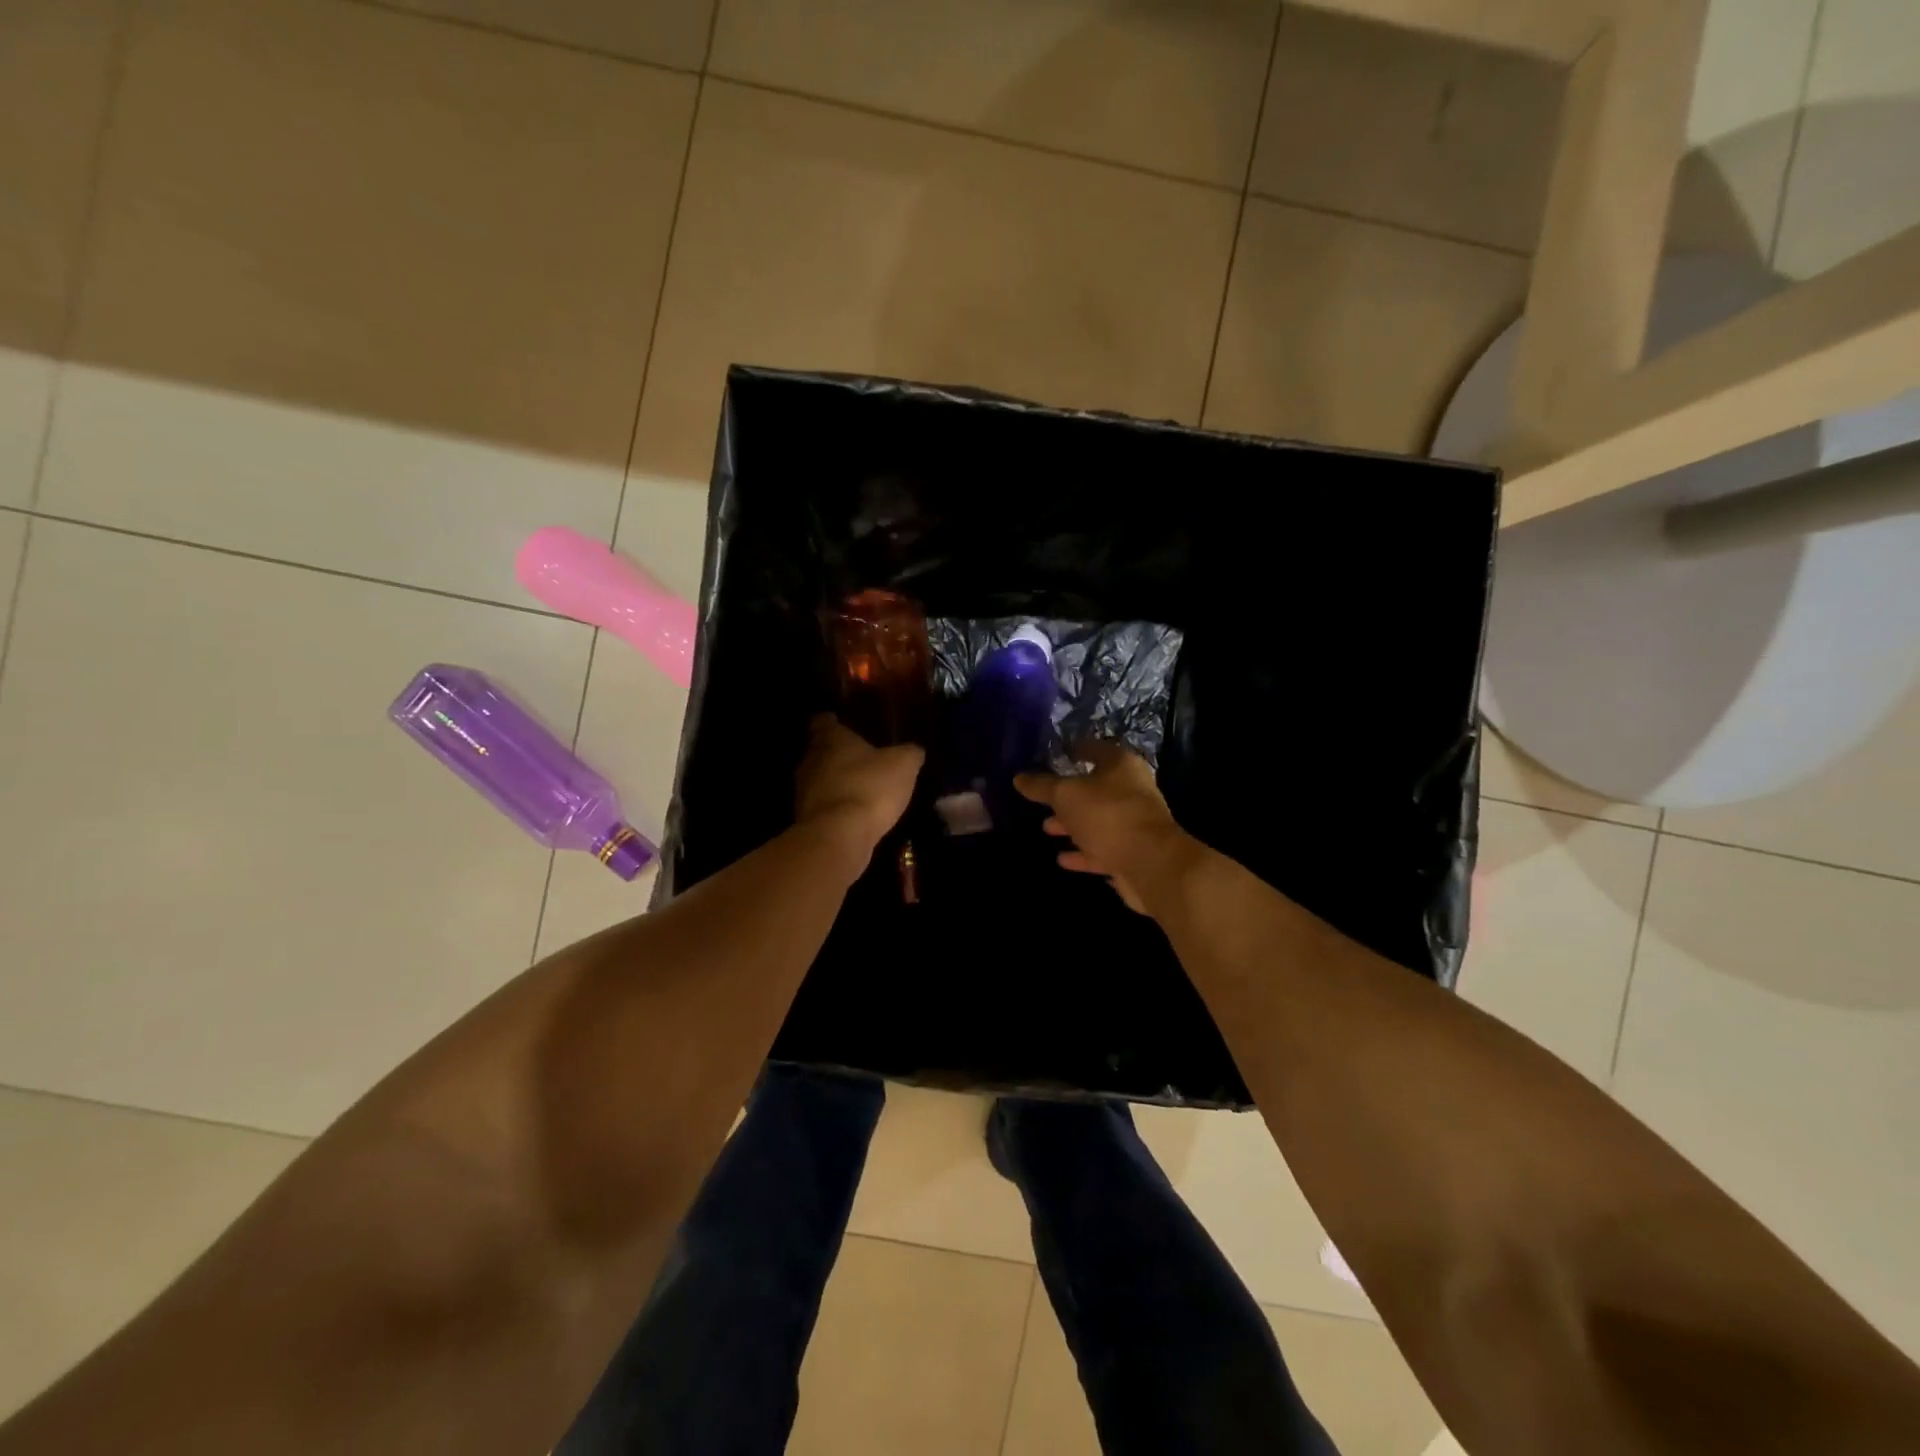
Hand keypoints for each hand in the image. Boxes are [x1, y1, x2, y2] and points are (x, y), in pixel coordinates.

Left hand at [795, 715, 924, 876]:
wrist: (838, 836)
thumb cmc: (869, 787)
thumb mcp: (903, 765)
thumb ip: (909, 753)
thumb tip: (914, 750)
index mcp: (830, 739)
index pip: (823, 721)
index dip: (832, 721)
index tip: (840, 722)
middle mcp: (810, 760)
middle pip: (819, 751)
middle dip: (837, 754)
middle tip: (860, 758)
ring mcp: (803, 792)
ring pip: (819, 780)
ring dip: (836, 783)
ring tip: (861, 788)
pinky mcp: (805, 819)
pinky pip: (823, 806)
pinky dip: (836, 807)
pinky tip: (855, 814)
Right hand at [1015, 742, 1194, 913]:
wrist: (1150, 863)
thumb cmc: (1107, 815)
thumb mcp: (1066, 795)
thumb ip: (1041, 786)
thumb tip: (1019, 777)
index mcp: (1120, 765)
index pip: (1094, 748)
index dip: (1074, 750)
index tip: (1055, 754)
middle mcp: (1131, 789)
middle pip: (1095, 787)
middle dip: (1068, 795)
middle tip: (1043, 799)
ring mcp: (1133, 822)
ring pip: (1097, 820)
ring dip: (1072, 825)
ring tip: (1047, 828)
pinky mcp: (1131, 852)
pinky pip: (1101, 848)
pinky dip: (1082, 852)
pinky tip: (1062, 859)